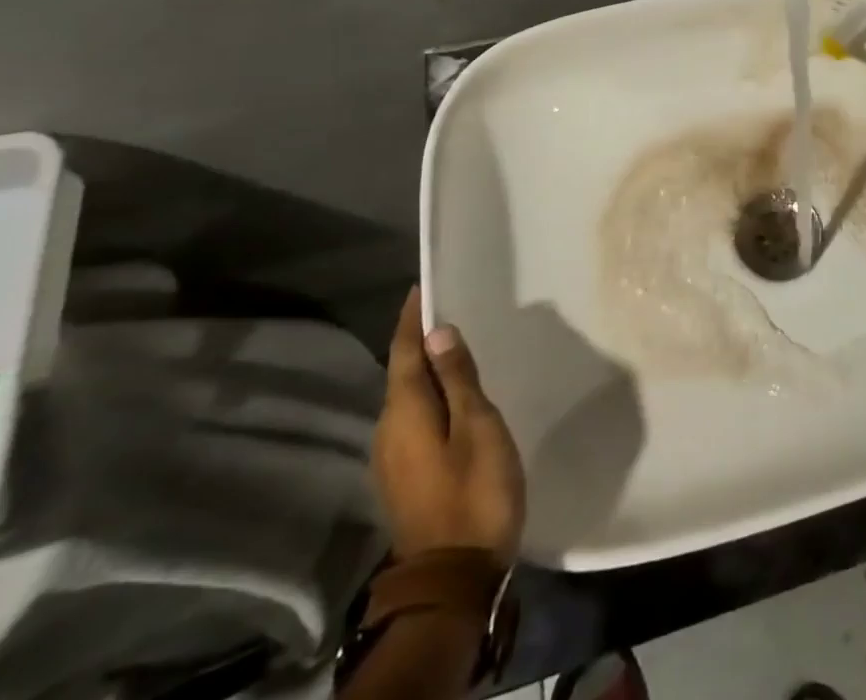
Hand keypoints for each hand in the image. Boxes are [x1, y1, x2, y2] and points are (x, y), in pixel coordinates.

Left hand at [373, 288, 525, 562]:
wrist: (454, 579)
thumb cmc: (474, 492)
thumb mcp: (477, 427)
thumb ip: (457, 379)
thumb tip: (438, 332)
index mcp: (404, 413)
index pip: (402, 353)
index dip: (411, 319)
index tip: (422, 287)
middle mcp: (388, 431)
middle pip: (401, 373)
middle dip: (420, 340)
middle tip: (449, 308)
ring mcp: (393, 459)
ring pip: (408, 398)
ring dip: (426, 368)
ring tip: (456, 345)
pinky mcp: (406, 476)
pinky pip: (414, 418)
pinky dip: (431, 395)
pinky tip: (454, 395)